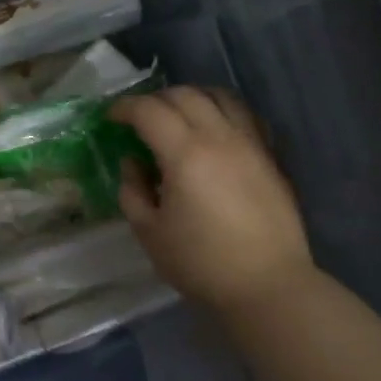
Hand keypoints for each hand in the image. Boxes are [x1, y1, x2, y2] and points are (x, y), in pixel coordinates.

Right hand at [109, 87, 313, 313]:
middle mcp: (219, 137)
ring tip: (177, 117)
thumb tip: (133, 162)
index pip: (149, 111)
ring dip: (191, 98)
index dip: (124, 108)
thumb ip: (133, 191)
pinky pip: (244, 114)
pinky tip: (213, 130)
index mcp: (185, 155)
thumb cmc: (201, 263)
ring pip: (219, 96)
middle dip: (155, 100)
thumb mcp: (150, 233)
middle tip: (139, 120)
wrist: (266, 284)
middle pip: (184, 95)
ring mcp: (250, 143)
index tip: (111, 119)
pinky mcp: (269, 156)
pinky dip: (222, 110)